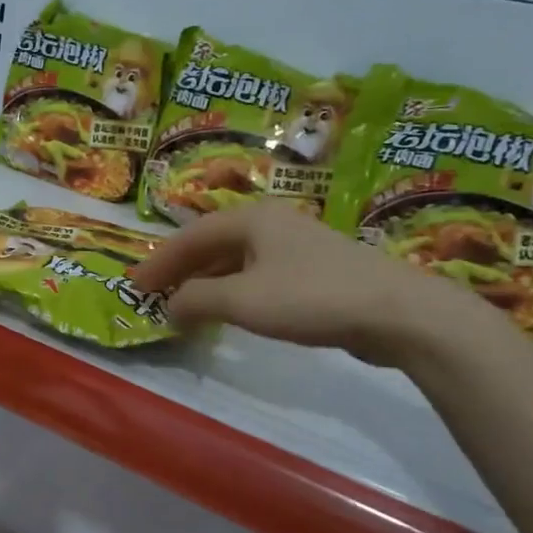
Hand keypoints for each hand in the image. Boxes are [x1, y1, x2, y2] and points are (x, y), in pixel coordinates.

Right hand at [128, 203, 490, 368]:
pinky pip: (259, 275)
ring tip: (186, 305)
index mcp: (252, 220)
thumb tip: (170, 306)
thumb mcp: (242, 300)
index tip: (134, 285)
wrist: (398, 312)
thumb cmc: (311, 297)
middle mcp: (272, 224)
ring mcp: (298, 247)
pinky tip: (231, 310)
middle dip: (181, 269)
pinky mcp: (316, 272)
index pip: (190, 236)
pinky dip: (234, 290)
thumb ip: (197, 300)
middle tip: (154, 293)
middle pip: (213, 243)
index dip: (159, 261)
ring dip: (207, 281)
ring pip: (237, 260)